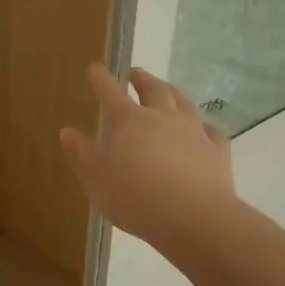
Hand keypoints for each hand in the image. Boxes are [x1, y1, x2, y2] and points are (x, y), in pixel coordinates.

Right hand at [61, 65, 233, 249]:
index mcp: (128, 122)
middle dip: (141, 79)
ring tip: (167, 89)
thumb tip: (68, 131)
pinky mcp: (217, 150)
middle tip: (135, 73)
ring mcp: (193, 131)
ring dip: (172, 92)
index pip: (110, 92)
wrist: (194, 217)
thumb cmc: (135, 198)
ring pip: (183, 103)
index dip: (101, 79)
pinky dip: (204, 126)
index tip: (95, 68)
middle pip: (153, 89)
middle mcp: (162, 118)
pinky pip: (211, 131)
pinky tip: (203, 130)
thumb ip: (82, 154)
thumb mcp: (96, 180)